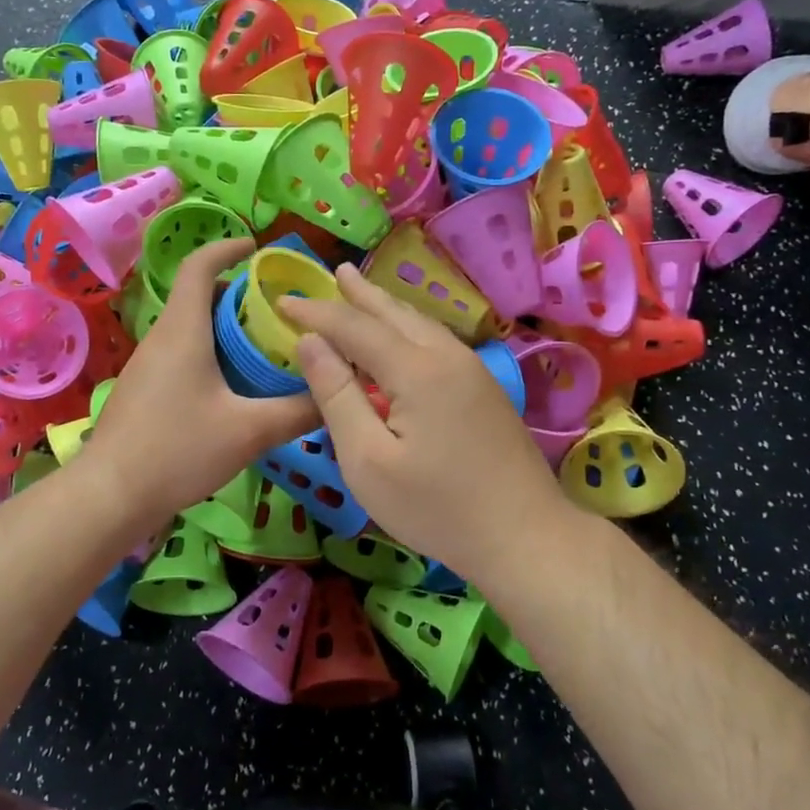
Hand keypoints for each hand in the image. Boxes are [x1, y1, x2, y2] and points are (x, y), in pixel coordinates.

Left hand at [85, 239, 318, 531]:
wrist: (110, 495)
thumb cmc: (177, 449)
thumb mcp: (249, 430)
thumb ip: (298, 411)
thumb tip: (336, 395)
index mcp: (183, 329)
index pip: (199, 265)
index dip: (227, 247)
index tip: (258, 247)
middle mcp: (162, 337)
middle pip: (198, 296)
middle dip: (239, 295)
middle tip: (279, 311)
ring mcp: (148, 365)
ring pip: (190, 328)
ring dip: (226, 329)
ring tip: (265, 349)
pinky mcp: (144, 390)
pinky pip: (182, 354)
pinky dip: (211, 354)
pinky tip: (234, 389)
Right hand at [279, 266, 565, 571]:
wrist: (526, 537)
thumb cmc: (436, 507)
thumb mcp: (367, 459)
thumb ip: (337, 395)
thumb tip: (310, 343)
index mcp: (415, 369)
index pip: (354, 326)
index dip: (316, 313)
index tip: (282, 301)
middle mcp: (446, 356)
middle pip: (394, 313)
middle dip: (358, 293)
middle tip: (333, 271)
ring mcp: (472, 371)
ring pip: (420, 323)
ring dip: (385, 306)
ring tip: (362, 290)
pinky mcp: (484, 389)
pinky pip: (436, 340)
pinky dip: (407, 327)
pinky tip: (402, 335)